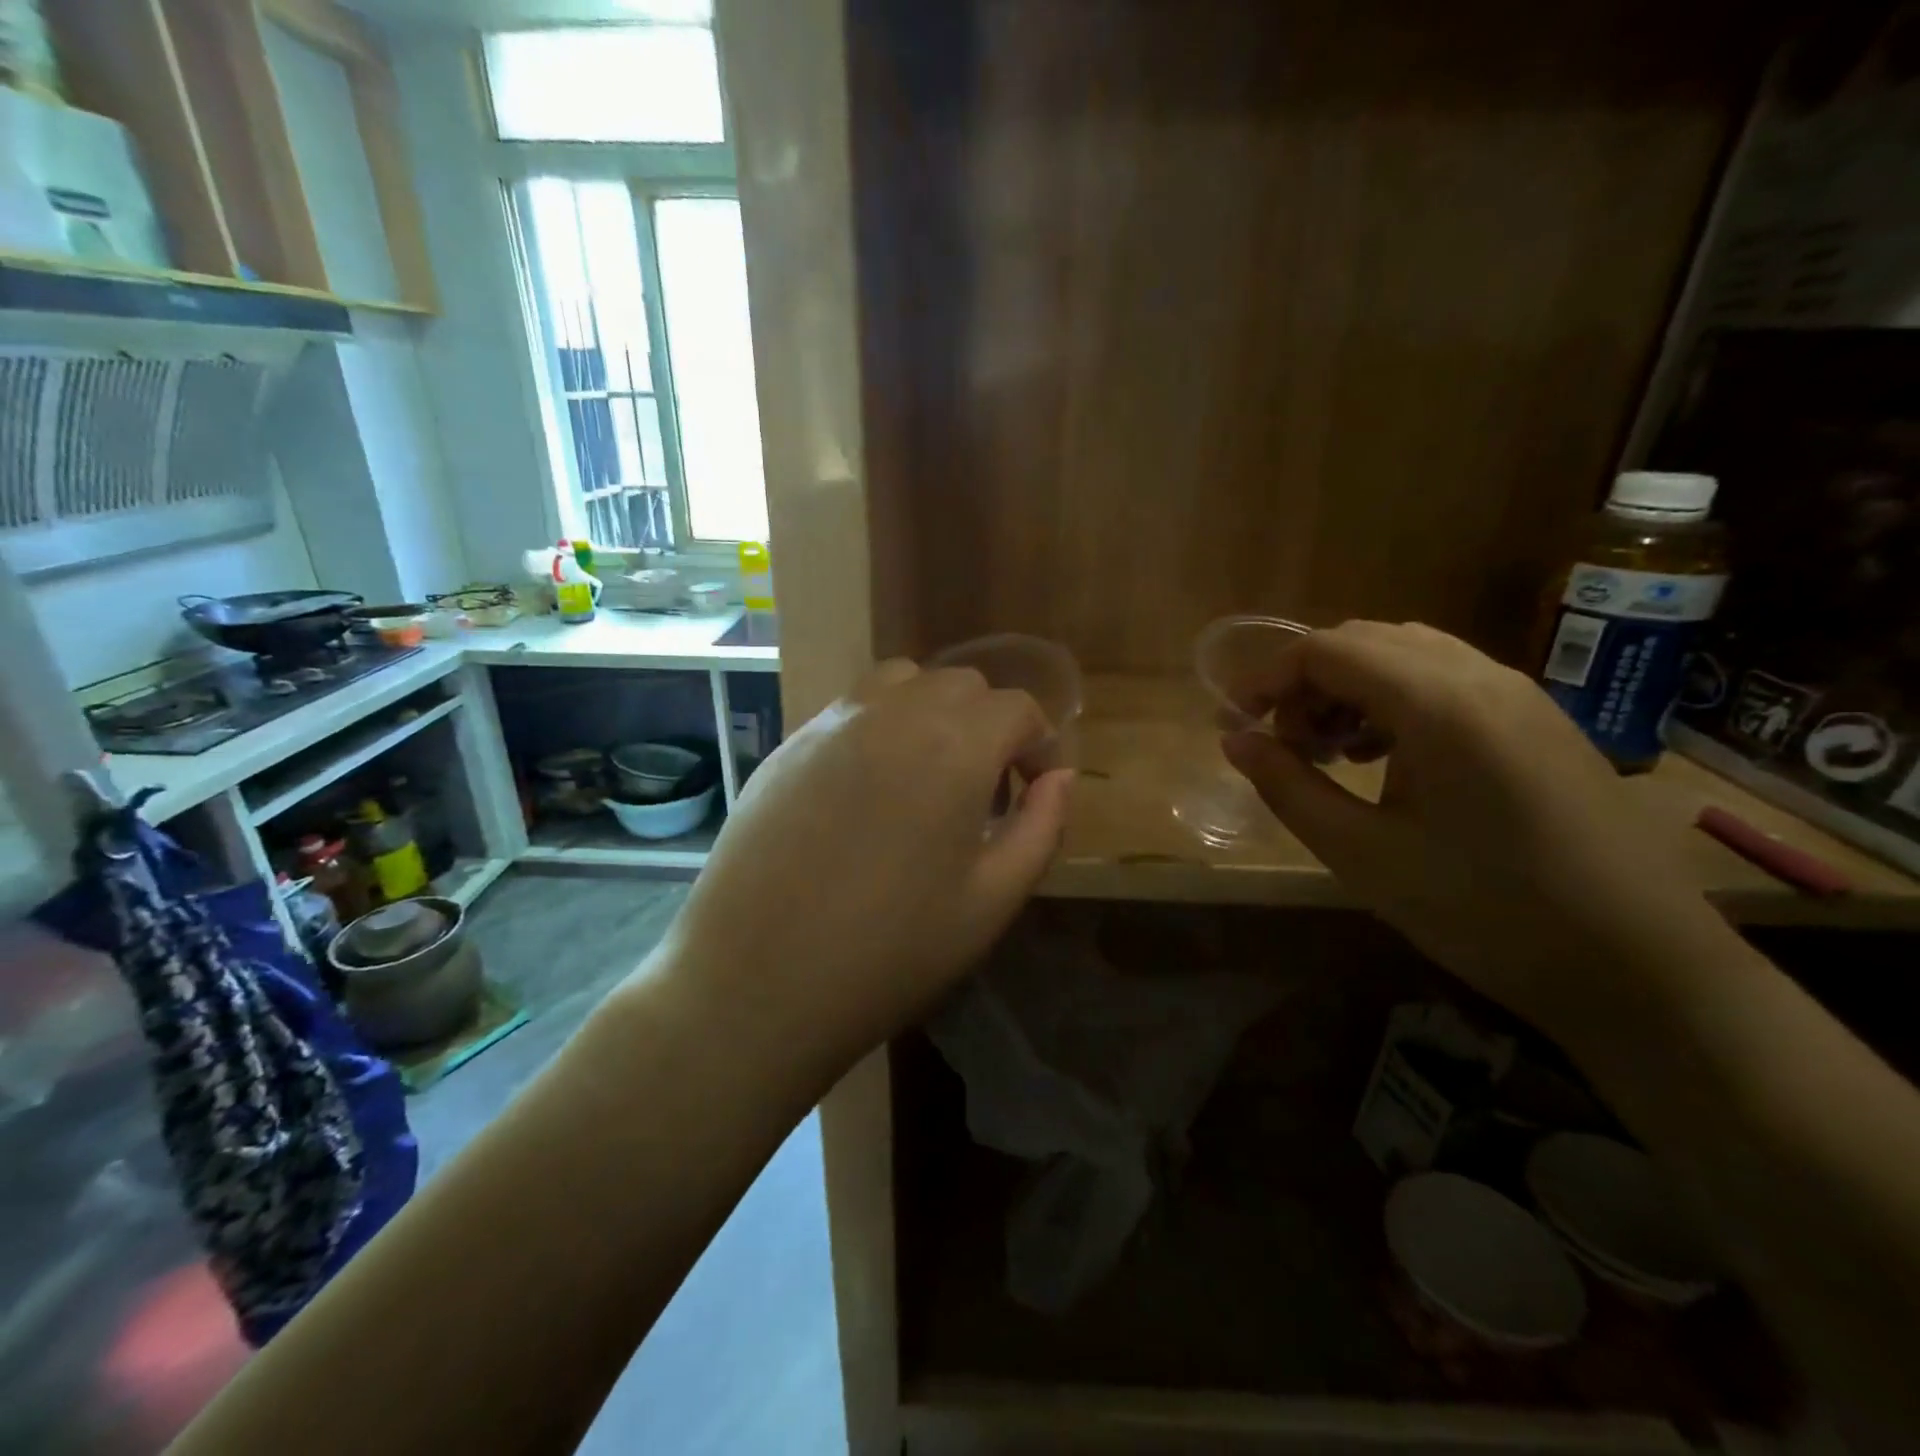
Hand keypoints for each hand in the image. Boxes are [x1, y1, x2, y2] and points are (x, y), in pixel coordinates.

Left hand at [664, 660, 1071, 1062]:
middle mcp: (894, 712)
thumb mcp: (992, 901)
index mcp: (954, 746)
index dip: (1038, 746)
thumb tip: (1060, 779)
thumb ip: (1042, 828)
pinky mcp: (790, 743)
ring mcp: (833, 722)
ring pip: (903, 682)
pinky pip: (852, 709)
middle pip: (963, 686)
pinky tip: (868, 789)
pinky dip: (881, 726)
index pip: (1017, 708)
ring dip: (932, 713)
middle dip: (989, 726)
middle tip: (984, 792)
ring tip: (928, 776)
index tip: (1033, 791)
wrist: (756, 981)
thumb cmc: (890, 951)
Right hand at [1222, 621, 1721, 1037]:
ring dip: (1349, 689)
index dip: (1267, 678)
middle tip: (1282, 745)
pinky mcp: (1538, 720)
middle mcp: (1480, 676)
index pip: (1326, 650)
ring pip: (1407, 656)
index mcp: (1437, 702)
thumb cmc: (1484, 911)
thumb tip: (1235, 739)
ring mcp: (1518, 694)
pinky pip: (1447, 680)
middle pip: (1365, 641)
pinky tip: (1385, 758)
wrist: (1641, 966)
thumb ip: (1288, 786)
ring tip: (1329, 753)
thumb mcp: (1361, 854)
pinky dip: (1394, 700)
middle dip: (1306, 682)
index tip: (1236, 723)